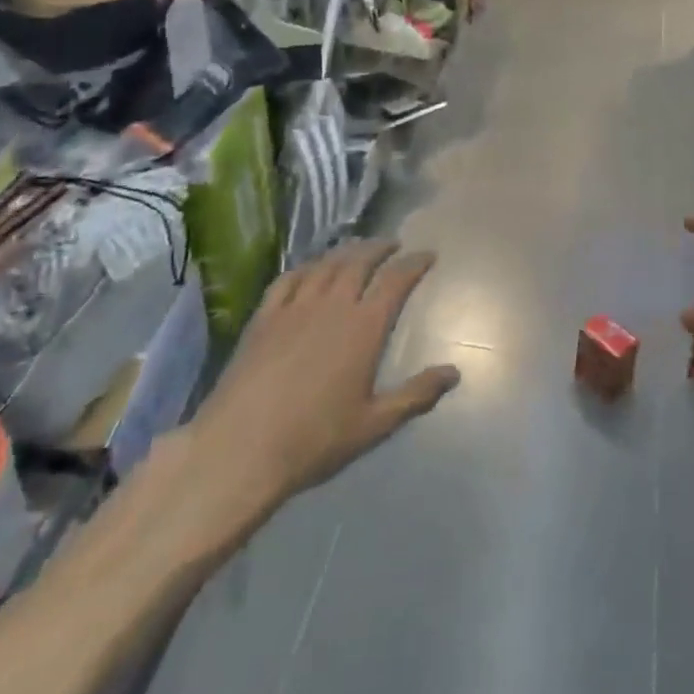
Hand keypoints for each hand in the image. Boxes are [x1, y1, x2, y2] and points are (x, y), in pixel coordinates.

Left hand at [178, 241, 459, 548]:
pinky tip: (309, 269)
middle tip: (393, 243)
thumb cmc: (314, 439)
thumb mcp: (375, 424)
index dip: (414, 263)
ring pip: (325, 265)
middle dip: (380, 248)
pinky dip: (306, 267)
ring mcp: (294, 308)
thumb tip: (454, 373)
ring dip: (346, 251)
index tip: (427, 254)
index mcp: (364, 327)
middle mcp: (332, 305)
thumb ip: (416, 395)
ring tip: (357, 247)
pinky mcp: (263, 318)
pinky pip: (288, 279)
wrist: (240, 449)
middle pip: (359, 261)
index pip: (396, 281)